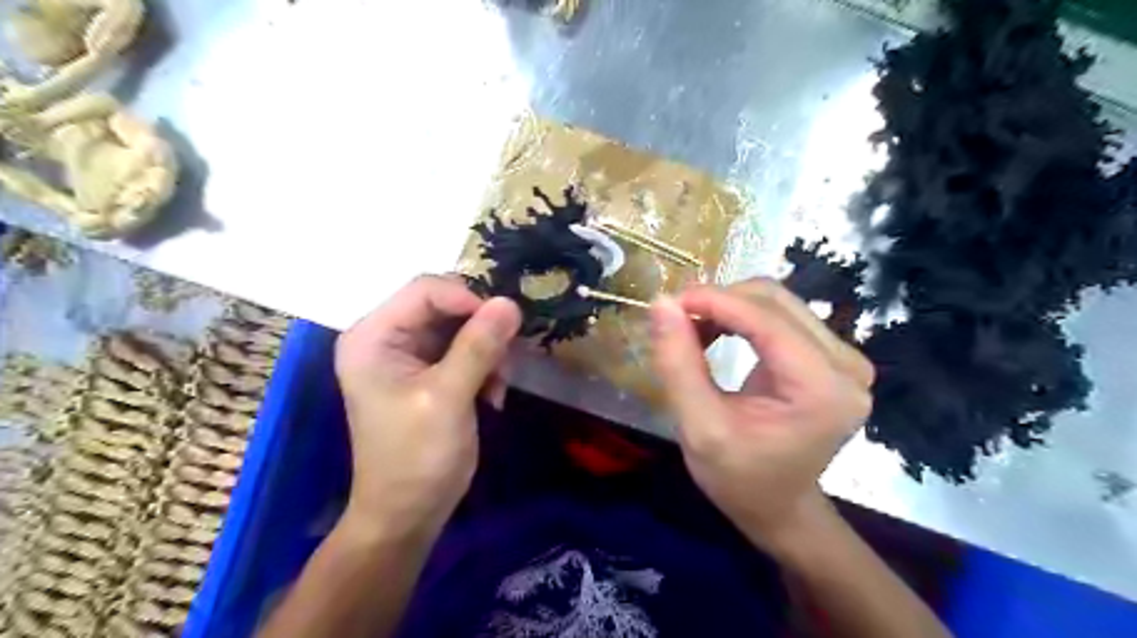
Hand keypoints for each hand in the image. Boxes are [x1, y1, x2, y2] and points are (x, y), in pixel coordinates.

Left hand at [332, 273, 521, 536]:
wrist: (409, 513)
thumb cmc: (416, 456)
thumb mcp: (447, 397)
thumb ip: (478, 347)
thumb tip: (510, 302)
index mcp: (374, 336)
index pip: (425, 290)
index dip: (468, 299)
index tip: (504, 325)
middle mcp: (388, 337)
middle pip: (446, 306)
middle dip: (481, 330)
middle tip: (504, 360)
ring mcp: (410, 355)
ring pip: (463, 327)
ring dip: (488, 352)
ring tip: (497, 386)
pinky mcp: (430, 372)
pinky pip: (467, 350)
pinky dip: (486, 367)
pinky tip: (492, 397)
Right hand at [644, 279, 872, 552]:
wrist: (779, 506)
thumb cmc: (739, 478)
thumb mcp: (699, 427)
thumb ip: (678, 364)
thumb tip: (661, 303)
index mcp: (823, 389)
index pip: (767, 320)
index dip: (715, 301)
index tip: (668, 300)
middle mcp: (846, 365)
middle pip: (775, 302)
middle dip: (720, 302)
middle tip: (676, 319)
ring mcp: (844, 358)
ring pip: (777, 303)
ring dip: (729, 307)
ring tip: (692, 329)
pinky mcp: (831, 357)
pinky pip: (782, 317)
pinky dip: (742, 317)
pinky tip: (716, 334)